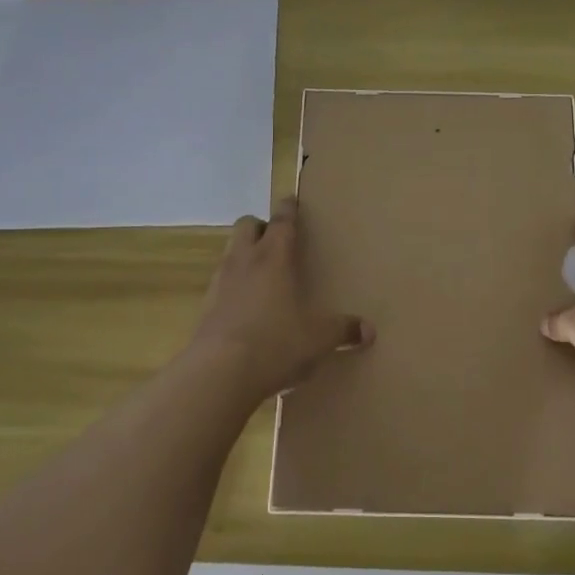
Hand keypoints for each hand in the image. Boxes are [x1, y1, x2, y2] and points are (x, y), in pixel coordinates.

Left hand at [186, 198, 372, 399]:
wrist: (218, 374)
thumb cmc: (275, 343)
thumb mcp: (318, 339)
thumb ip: (343, 330)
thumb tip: (369, 331)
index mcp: (274, 257)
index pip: (282, 220)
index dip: (288, 208)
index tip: (291, 200)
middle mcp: (244, 261)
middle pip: (246, 225)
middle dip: (261, 227)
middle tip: (277, 241)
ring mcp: (219, 283)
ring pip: (229, 252)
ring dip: (244, 255)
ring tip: (262, 274)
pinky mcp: (205, 308)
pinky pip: (220, 284)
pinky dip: (233, 286)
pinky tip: (246, 308)